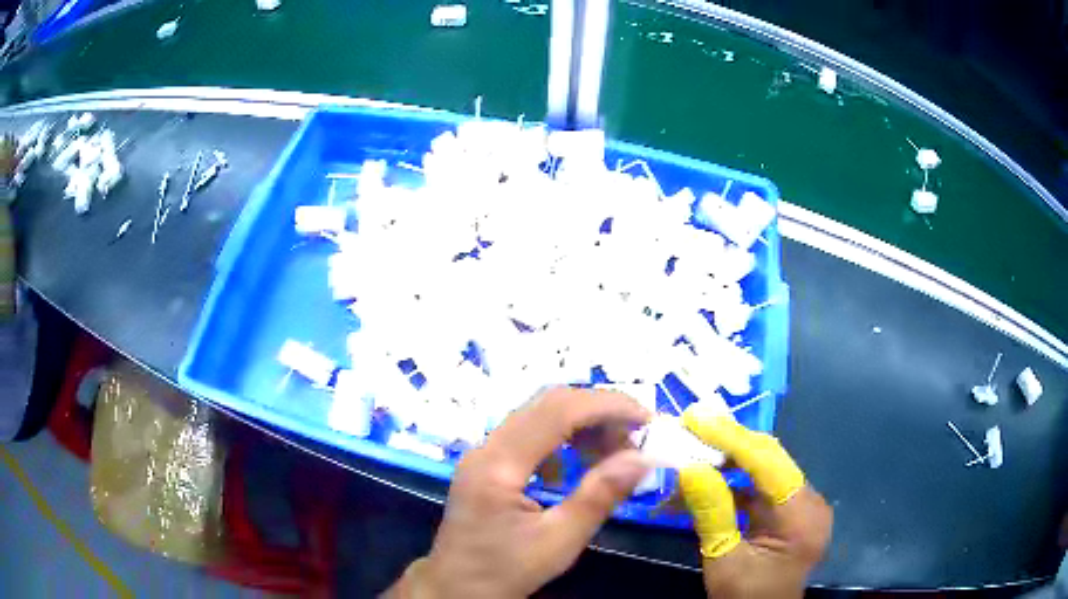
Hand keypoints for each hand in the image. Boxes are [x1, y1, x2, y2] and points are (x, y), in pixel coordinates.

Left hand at [389, 387, 652, 597]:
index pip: (556, 412)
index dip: (606, 406)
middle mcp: (487, 448)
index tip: (646, 418)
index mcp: (498, 465)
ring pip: (539, 416)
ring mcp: (484, 454)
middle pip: (546, 404)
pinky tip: (584, 460)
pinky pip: (530, 435)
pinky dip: (565, 438)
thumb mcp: (558, 541)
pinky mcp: (488, 464)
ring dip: (582, 422)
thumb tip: (642, 458)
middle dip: (597, 410)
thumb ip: (599, 497)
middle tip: (636, 433)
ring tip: (617, 447)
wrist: (455, 588)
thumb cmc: (505, 570)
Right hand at [680, 403, 832, 598]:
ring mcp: (803, 505)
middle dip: (729, 443)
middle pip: (771, 460)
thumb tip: (690, 468)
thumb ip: (712, 514)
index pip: (769, 464)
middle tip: (691, 428)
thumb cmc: (744, 597)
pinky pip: (762, 488)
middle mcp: (811, 502)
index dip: (732, 438)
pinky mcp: (791, 511)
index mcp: (801, 518)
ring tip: (692, 455)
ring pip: (765, 470)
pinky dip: (734, 484)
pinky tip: (706, 483)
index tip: (696, 419)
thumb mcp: (723, 561)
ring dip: (728, 463)